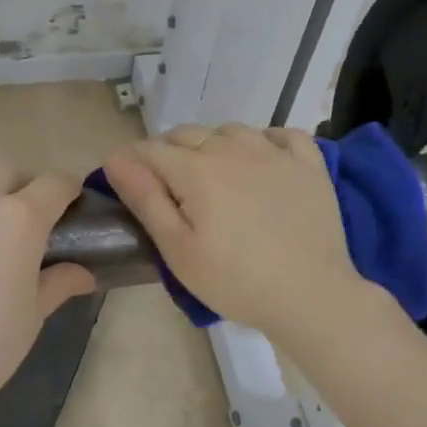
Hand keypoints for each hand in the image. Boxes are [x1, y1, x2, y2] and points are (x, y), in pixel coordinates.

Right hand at [101, 124, 367, 337]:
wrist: (311, 295)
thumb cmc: (235, 281)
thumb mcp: (178, 249)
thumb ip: (145, 199)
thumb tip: (115, 158)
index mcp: (196, 170)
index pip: (150, 149)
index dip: (133, 163)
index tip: (132, 186)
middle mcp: (233, 148)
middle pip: (187, 134)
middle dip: (168, 153)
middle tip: (171, 191)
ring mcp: (275, 152)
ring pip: (231, 130)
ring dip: (213, 145)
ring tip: (215, 177)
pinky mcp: (309, 164)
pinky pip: (281, 134)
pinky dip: (264, 141)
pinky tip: (262, 162)